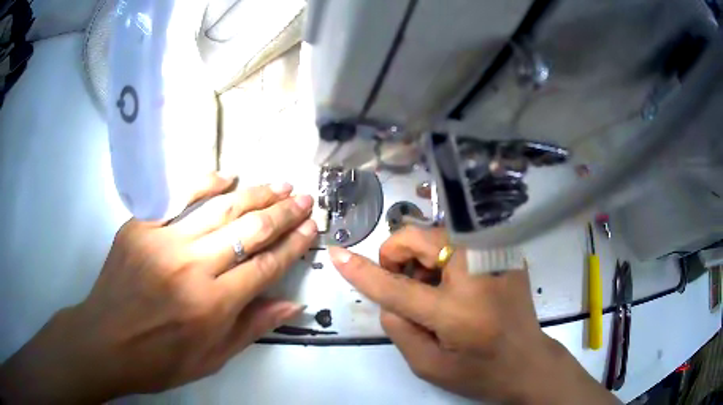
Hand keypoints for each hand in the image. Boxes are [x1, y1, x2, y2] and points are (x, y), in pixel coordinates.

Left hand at [0, 174, 317, 403]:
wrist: (106, 342)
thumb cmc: (160, 360)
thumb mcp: (212, 359)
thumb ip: (252, 328)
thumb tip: (291, 304)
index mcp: (211, 306)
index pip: (265, 266)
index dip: (292, 246)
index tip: (312, 229)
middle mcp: (191, 268)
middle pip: (247, 232)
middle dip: (282, 213)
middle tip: (304, 198)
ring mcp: (162, 242)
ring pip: (218, 209)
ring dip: (254, 194)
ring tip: (279, 184)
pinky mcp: (139, 227)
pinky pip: (177, 198)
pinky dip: (205, 184)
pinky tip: (227, 177)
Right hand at [329, 227, 617, 404]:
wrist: (529, 362)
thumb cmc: (480, 372)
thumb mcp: (430, 366)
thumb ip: (399, 330)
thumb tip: (387, 297)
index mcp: (457, 312)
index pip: (397, 287)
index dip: (363, 271)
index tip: (338, 254)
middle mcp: (478, 275)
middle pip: (421, 239)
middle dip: (398, 255)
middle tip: (403, 283)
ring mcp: (497, 259)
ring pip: (439, 234)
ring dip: (422, 258)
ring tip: (432, 291)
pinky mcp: (506, 254)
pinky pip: (461, 242)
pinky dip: (445, 258)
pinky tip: (455, 285)